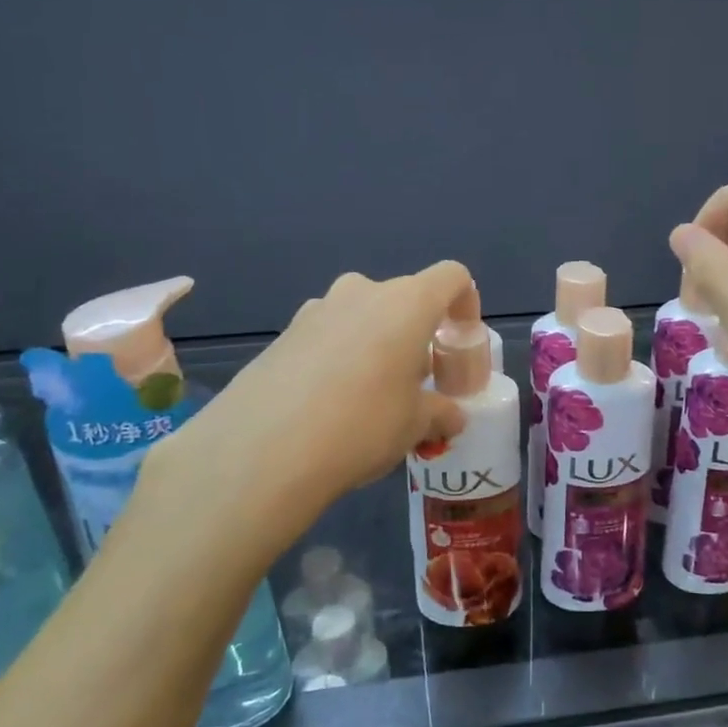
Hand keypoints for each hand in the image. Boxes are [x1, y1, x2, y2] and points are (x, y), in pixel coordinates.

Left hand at [141, 262, 471, 567]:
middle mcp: (362, 292)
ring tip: (370, 397)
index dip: (466, 303)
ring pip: (362, 316)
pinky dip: (339, 357)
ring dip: (376, 344)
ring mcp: (316, 309)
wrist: (261, 450)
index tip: (460, 340)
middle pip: (404, 299)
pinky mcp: (282, 334)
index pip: (452, 277)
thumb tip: (451, 418)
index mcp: (407, 303)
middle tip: (416, 381)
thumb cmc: (362, 425)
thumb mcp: (415, 425)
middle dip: (417, 333)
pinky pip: (327, 335)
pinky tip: (328, 405)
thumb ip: (440, 413)